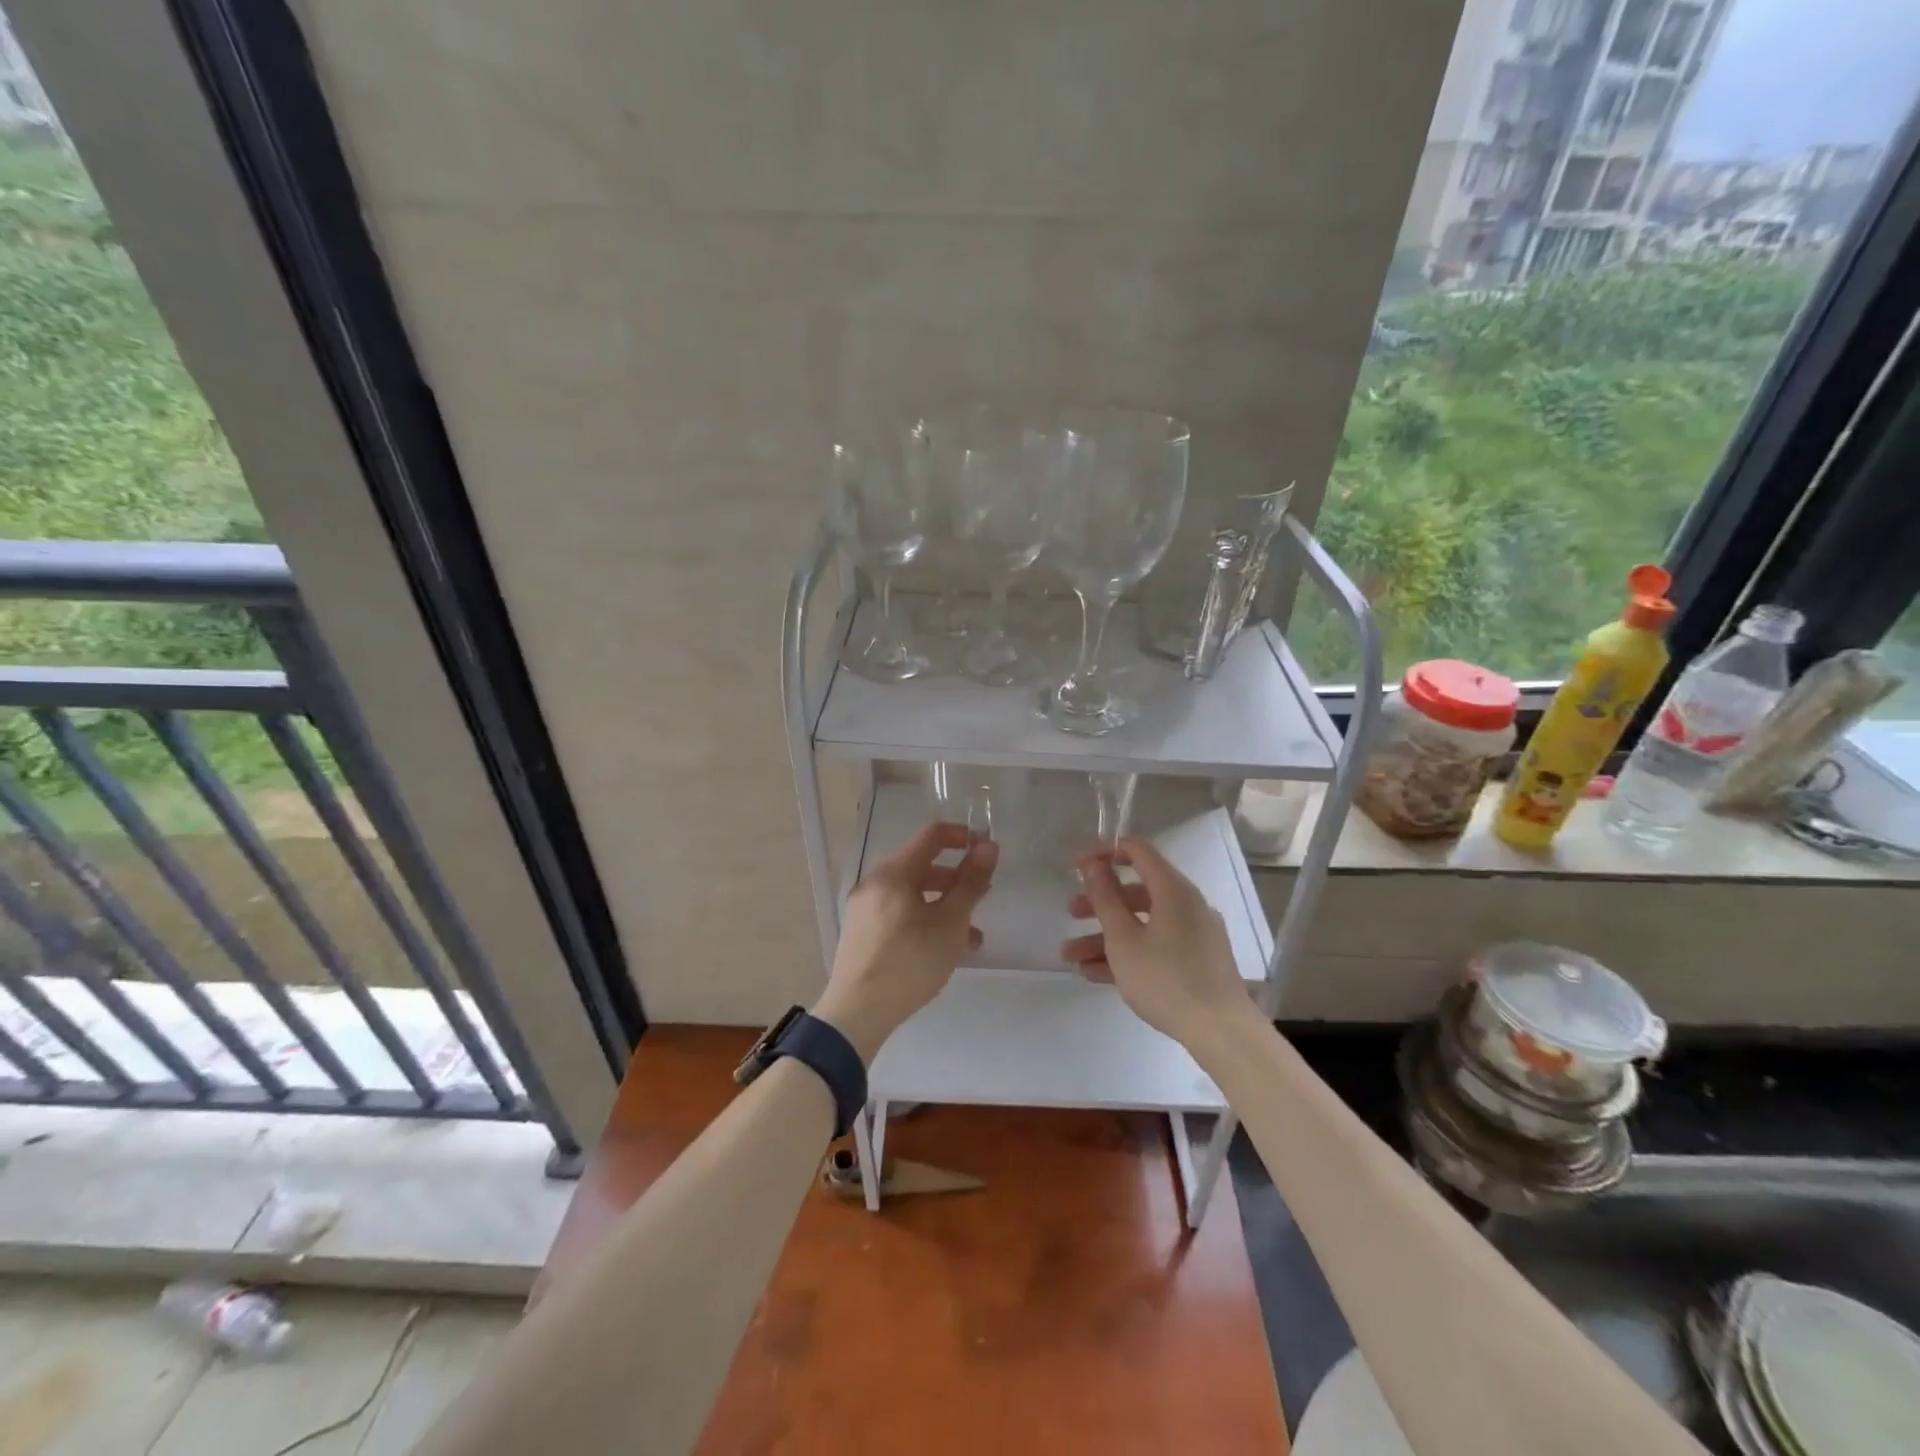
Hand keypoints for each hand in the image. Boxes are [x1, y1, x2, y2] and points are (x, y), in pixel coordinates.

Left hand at [815, 822, 996, 1061]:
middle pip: (922, 866)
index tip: (987, 850)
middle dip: (956, 879)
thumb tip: (988, 846)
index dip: (963, 836)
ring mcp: (864, 908)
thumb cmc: (910, 962)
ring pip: (912, 894)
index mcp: (894, 872)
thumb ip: (971, 883)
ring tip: (971, 936)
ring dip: (944, 905)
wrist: (857, 1013)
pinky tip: (944, 949)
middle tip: (982, 897)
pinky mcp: (862, 932)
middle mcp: (875, 882)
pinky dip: (924, 920)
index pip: (932, 835)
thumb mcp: (950, 923)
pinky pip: (899, 913)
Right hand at [1061, 837, 1253, 1048]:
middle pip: (1136, 892)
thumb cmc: (1166, 979)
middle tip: (1070, 912)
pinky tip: (1093, 974)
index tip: (1077, 867)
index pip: (1138, 851)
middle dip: (1099, 903)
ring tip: (1070, 956)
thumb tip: (1094, 864)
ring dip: (1105, 936)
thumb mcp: (1124, 940)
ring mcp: (1193, 934)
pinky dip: (1127, 954)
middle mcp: (1186, 905)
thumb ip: (1105, 899)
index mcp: (1173, 890)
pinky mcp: (1195, 961)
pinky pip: (1155, 946)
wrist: (1220, 1031)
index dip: (1105, 852)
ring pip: (1142, 924)